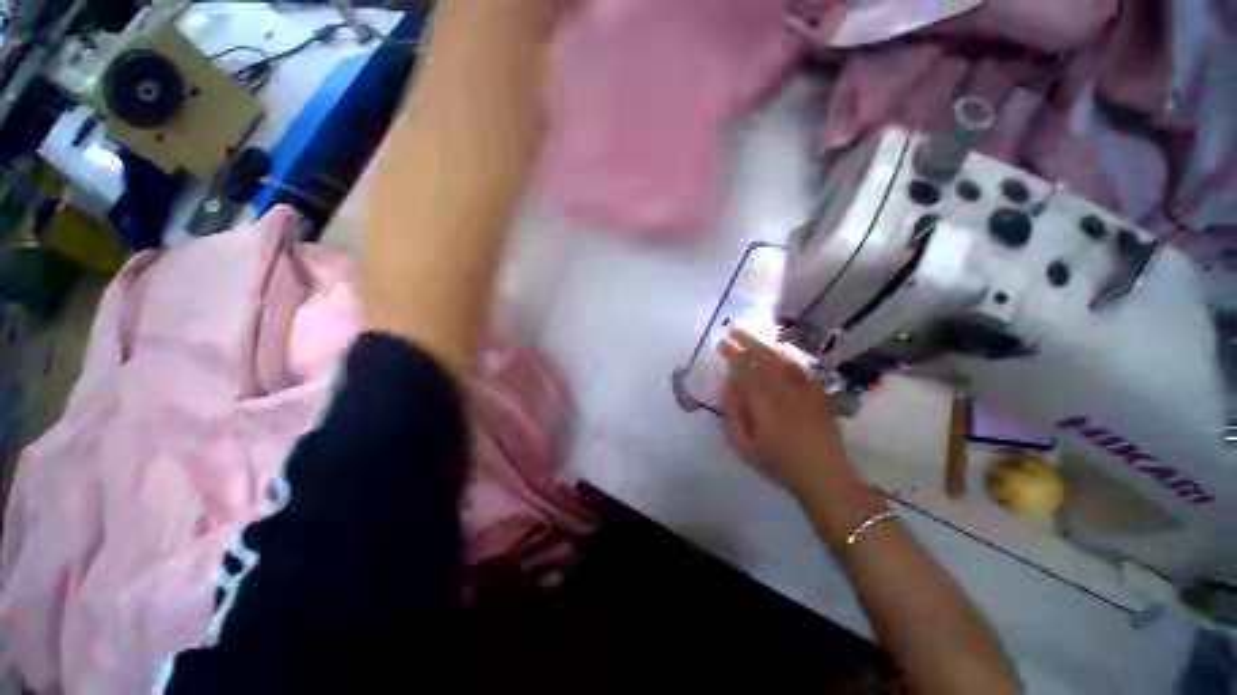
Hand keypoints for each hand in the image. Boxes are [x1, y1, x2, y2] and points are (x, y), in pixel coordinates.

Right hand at [718, 329, 851, 495]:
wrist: (824, 475)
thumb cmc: (779, 463)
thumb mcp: (744, 446)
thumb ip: (732, 414)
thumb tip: (728, 387)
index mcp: (764, 403)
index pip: (745, 370)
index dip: (733, 354)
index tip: (722, 344)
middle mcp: (785, 390)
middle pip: (764, 357)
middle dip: (747, 341)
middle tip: (734, 330)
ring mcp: (805, 390)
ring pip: (784, 359)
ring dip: (766, 345)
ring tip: (754, 337)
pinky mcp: (818, 393)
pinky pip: (802, 368)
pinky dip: (789, 357)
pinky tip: (781, 353)